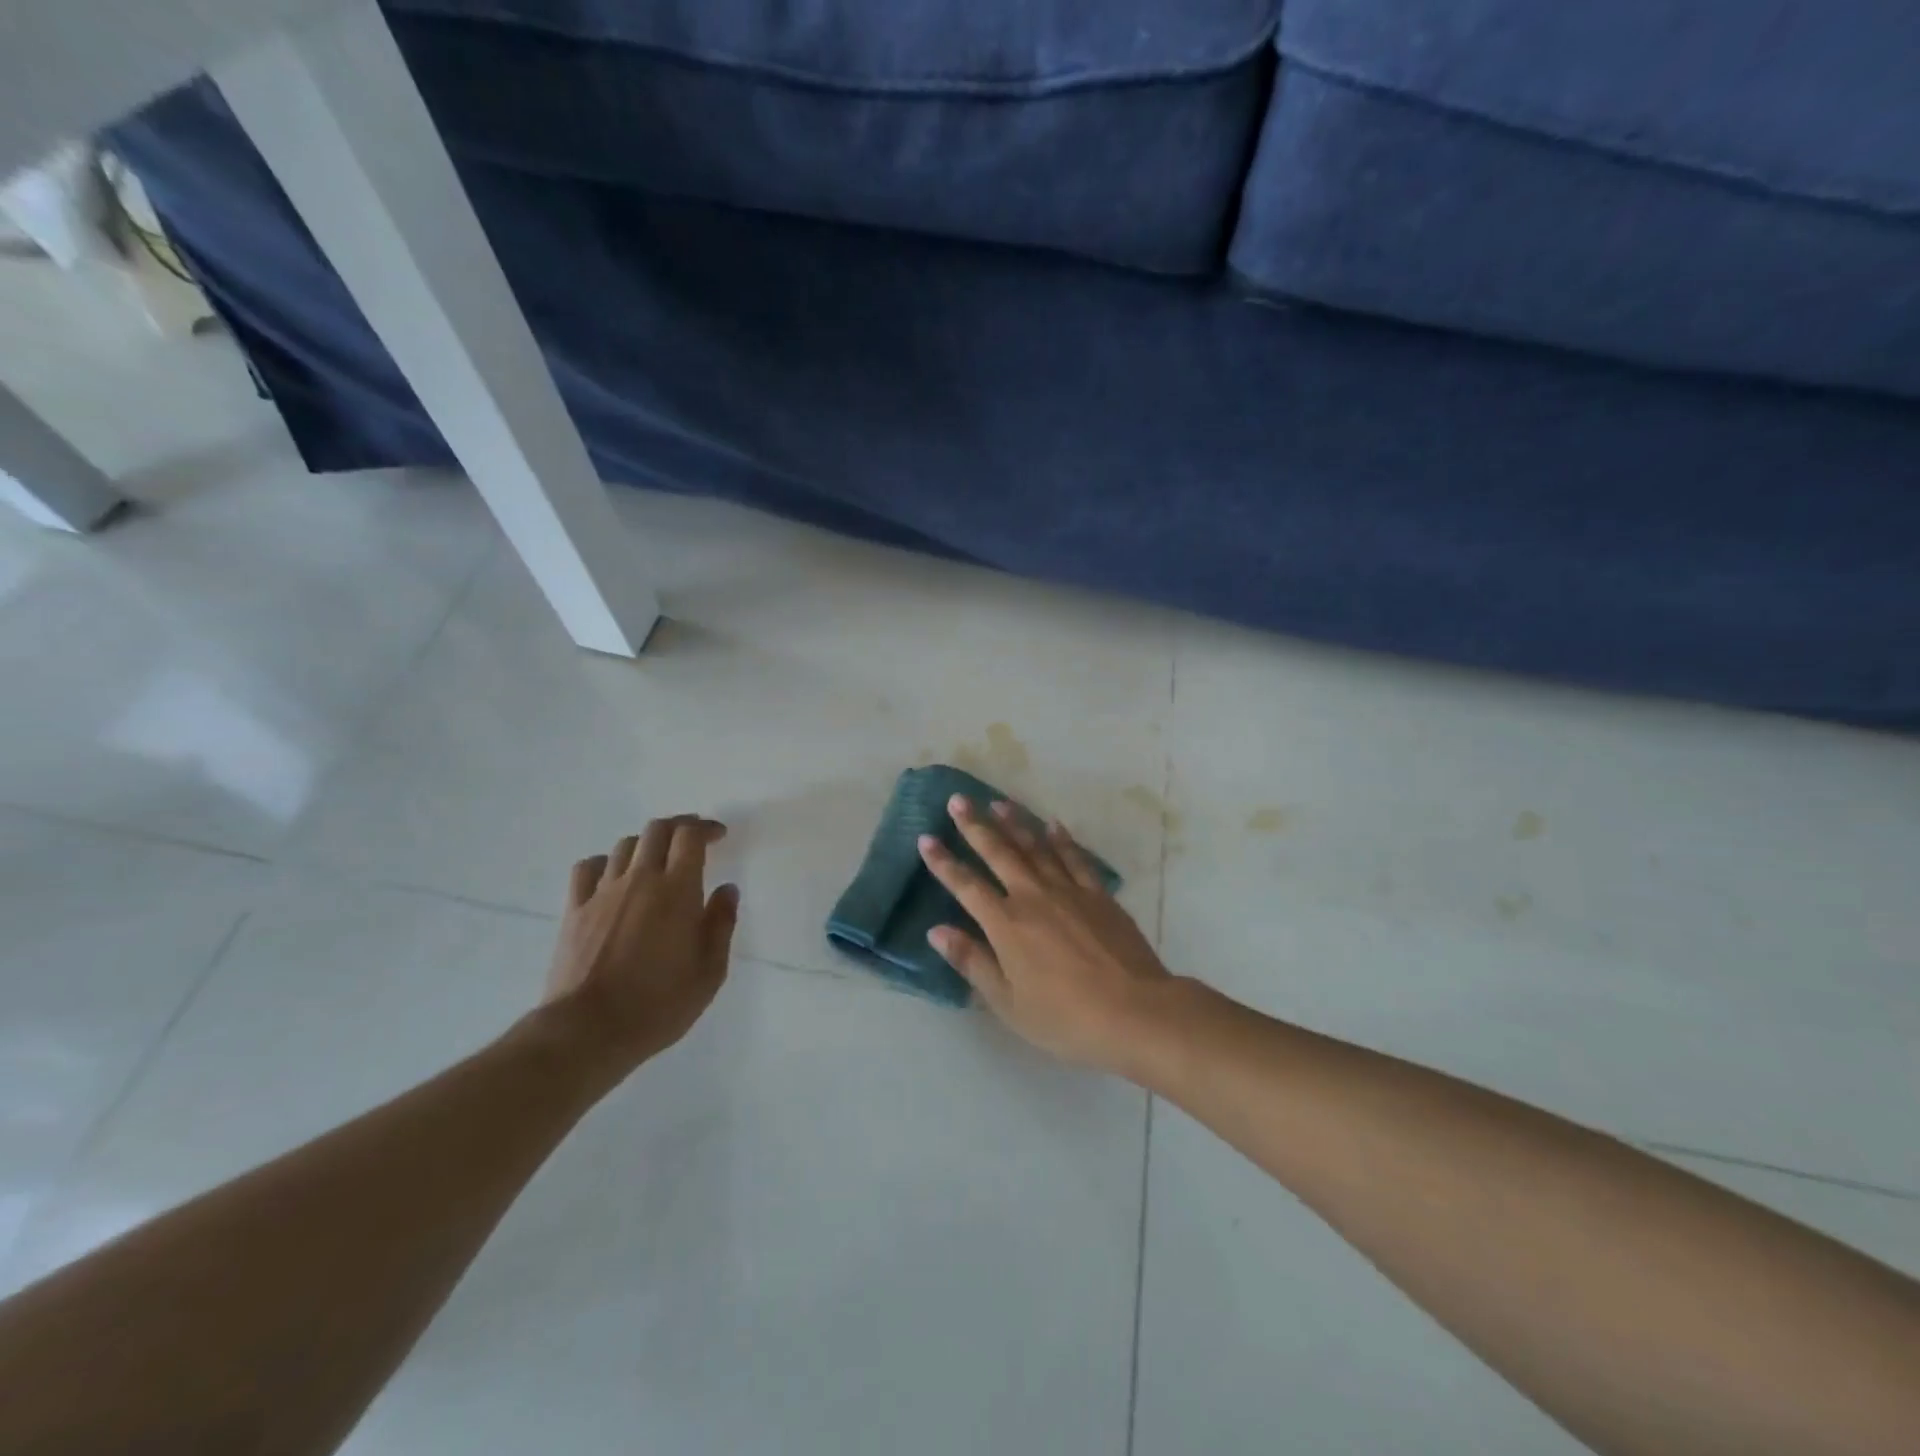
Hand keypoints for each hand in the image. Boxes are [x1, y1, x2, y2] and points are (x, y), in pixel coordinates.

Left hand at [542, 816, 739, 1075]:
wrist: (587, 1031)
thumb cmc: (659, 1004)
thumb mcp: (710, 971)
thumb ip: (721, 924)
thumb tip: (727, 889)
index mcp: (677, 890)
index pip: (690, 836)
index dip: (706, 828)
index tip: (719, 836)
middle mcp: (640, 879)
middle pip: (657, 830)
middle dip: (679, 826)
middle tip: (694, 840)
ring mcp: (602, 892)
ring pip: (625, 846)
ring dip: (647, 844)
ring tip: (658, 860)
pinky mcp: (575, 910)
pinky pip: (588, 868)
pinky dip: (605, 863)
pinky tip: (614, 877)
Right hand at [918, 797, 1171, 1074]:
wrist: (1134, 1011)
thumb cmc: (1064, 1017)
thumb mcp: (1008, 1002)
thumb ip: (972, 962)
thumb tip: (937, 931)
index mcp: (1006, 924)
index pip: (966, 886)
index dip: (944, 863)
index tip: (926, 838)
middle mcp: (1033, 896)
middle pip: (999, 853)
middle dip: (975, 826)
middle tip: (958, 800)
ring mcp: (1069, 891)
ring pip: (1036, 847)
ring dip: (1015, 823)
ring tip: (998, 802)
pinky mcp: (1098, 895)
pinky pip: (1075, 858)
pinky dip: (1062, 839)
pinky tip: (1053, 825)